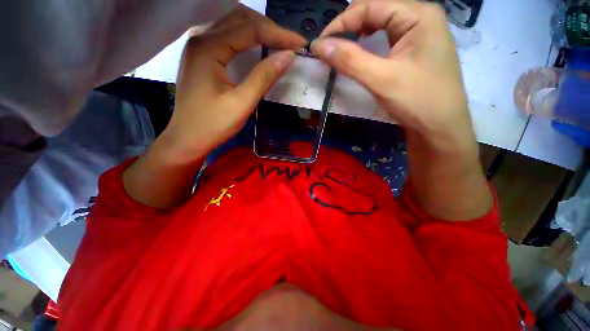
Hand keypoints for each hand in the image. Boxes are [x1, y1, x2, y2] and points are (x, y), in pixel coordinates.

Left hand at [159, 5, 306, 162]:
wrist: (187, 139)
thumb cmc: (213, 125)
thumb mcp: (242, 103)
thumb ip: (264, 77)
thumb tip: (288, 56)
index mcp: (208, 48)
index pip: (249, 29)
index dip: (278, 34)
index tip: (299, 44)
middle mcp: (200, 39)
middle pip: (239, 19)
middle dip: (269, 28)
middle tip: (290, 44)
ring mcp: (198, 46)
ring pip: (233, 25)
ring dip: (259, 31)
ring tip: (279, 43)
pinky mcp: (201, 56)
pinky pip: (227, 37)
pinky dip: (247, 38)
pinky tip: (258, 47)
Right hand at [311, 0, 491, 220]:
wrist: (442, 134)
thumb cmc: (420, 106)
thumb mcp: (382, 78)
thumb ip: (348, 58)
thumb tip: (318, 47)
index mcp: (418, 15)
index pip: (368, 5)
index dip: (340, 22)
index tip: (318, 44)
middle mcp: (417, 20)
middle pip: (370, 14)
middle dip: (343, 31)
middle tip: (321, 51)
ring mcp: (412, 39)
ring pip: (372, 31)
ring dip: (350, 43)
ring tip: (331, 57)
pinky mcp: (406, 57)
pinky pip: (377, 46)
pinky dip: (360, 53)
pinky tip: (350, 64)